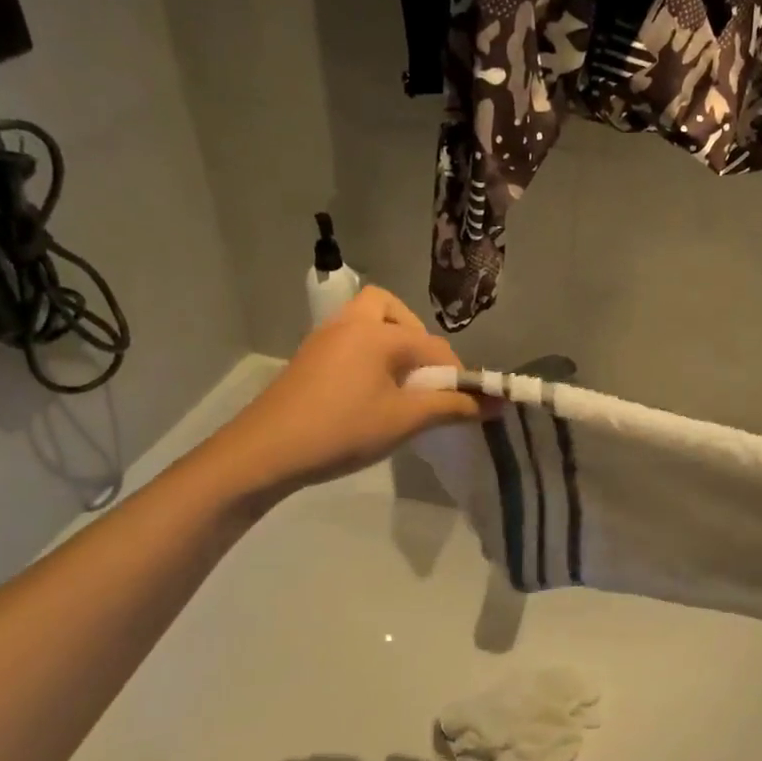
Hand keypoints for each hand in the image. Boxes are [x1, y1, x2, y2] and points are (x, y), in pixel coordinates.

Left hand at [197, 286, 492, 505]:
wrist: (264, 452)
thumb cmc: (342, 430)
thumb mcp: (405, 420)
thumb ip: (453, 407)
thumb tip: (497, 403)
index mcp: (378, 333)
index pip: (434, 345)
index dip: (456, 374)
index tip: (465, 403)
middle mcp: (351, 323)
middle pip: (389, 307)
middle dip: (414, 334)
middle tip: (422, 372)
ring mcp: (324, 339)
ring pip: (365, 322)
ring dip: (389, 341)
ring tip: (399, 382)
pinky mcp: (308, 359)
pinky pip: (348, 340)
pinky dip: (367, 353)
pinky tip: (369, 392)